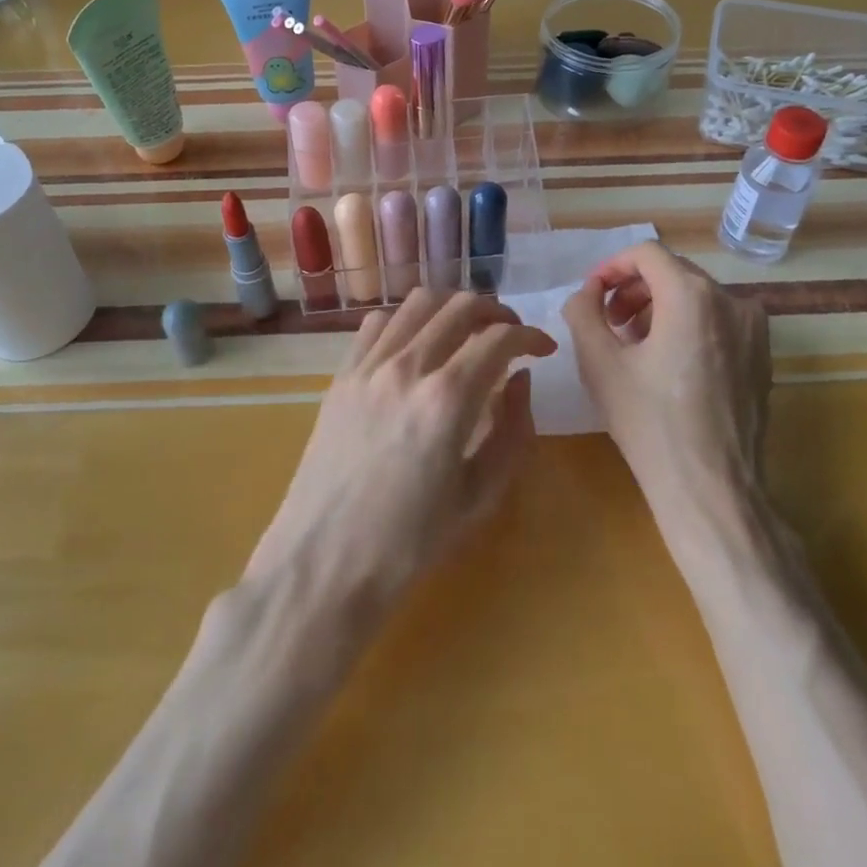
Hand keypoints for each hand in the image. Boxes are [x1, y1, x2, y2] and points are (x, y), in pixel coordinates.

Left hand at [245, 291, 555, 621]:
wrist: (323, 563)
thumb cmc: (410, 543)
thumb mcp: (480, 497)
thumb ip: (512, 431)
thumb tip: (520, 380)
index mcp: (447, 399)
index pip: (500, 338)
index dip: (530, 336)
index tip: (543, 350)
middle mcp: (407, 367)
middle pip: (460, 306)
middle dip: (496, 312)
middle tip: (510, 336)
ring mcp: (368, 367)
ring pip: (417, 302)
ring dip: (452, 308)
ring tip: (467, 331)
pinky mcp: (341, 376)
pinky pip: (378, 323)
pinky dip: (407, 320)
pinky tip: (416, 345)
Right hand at [561, 242, 771, 523]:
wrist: (711, 488)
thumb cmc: (649, 423)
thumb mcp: (599, 363)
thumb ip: (583, 311)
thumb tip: (588, 292)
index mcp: (692, 295)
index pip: (647, 253)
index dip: (611, 267)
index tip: (592, 295)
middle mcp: (732, 300)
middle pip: (673, 272)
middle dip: (633, 290)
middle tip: (608, 324)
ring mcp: (754, 329)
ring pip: (697, 297)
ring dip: (658, 309)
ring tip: (634, 346)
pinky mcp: (762, 356)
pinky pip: (718, 322)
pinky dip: (688, 327)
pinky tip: (668, 365)